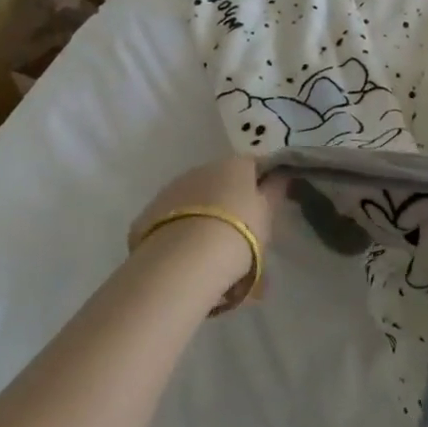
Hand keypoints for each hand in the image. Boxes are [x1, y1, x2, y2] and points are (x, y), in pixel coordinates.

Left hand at [131, 156, 283, 307]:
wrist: (184, 261)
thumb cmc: (239, 233)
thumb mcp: (267, 214)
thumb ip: (274, 191)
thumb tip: (280, 175)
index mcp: (235, 164)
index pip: (253, 165)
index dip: (261, 183)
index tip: (265, 207)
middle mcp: (202, 168)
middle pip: (221, 181)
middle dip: (229, 202)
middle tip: (238, 236)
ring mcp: (172, 189)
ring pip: (194, 200)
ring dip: (203, 217)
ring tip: (209, 254)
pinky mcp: (147, 214)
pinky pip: (172, 220)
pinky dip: (180, 231)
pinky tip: (185, 257)